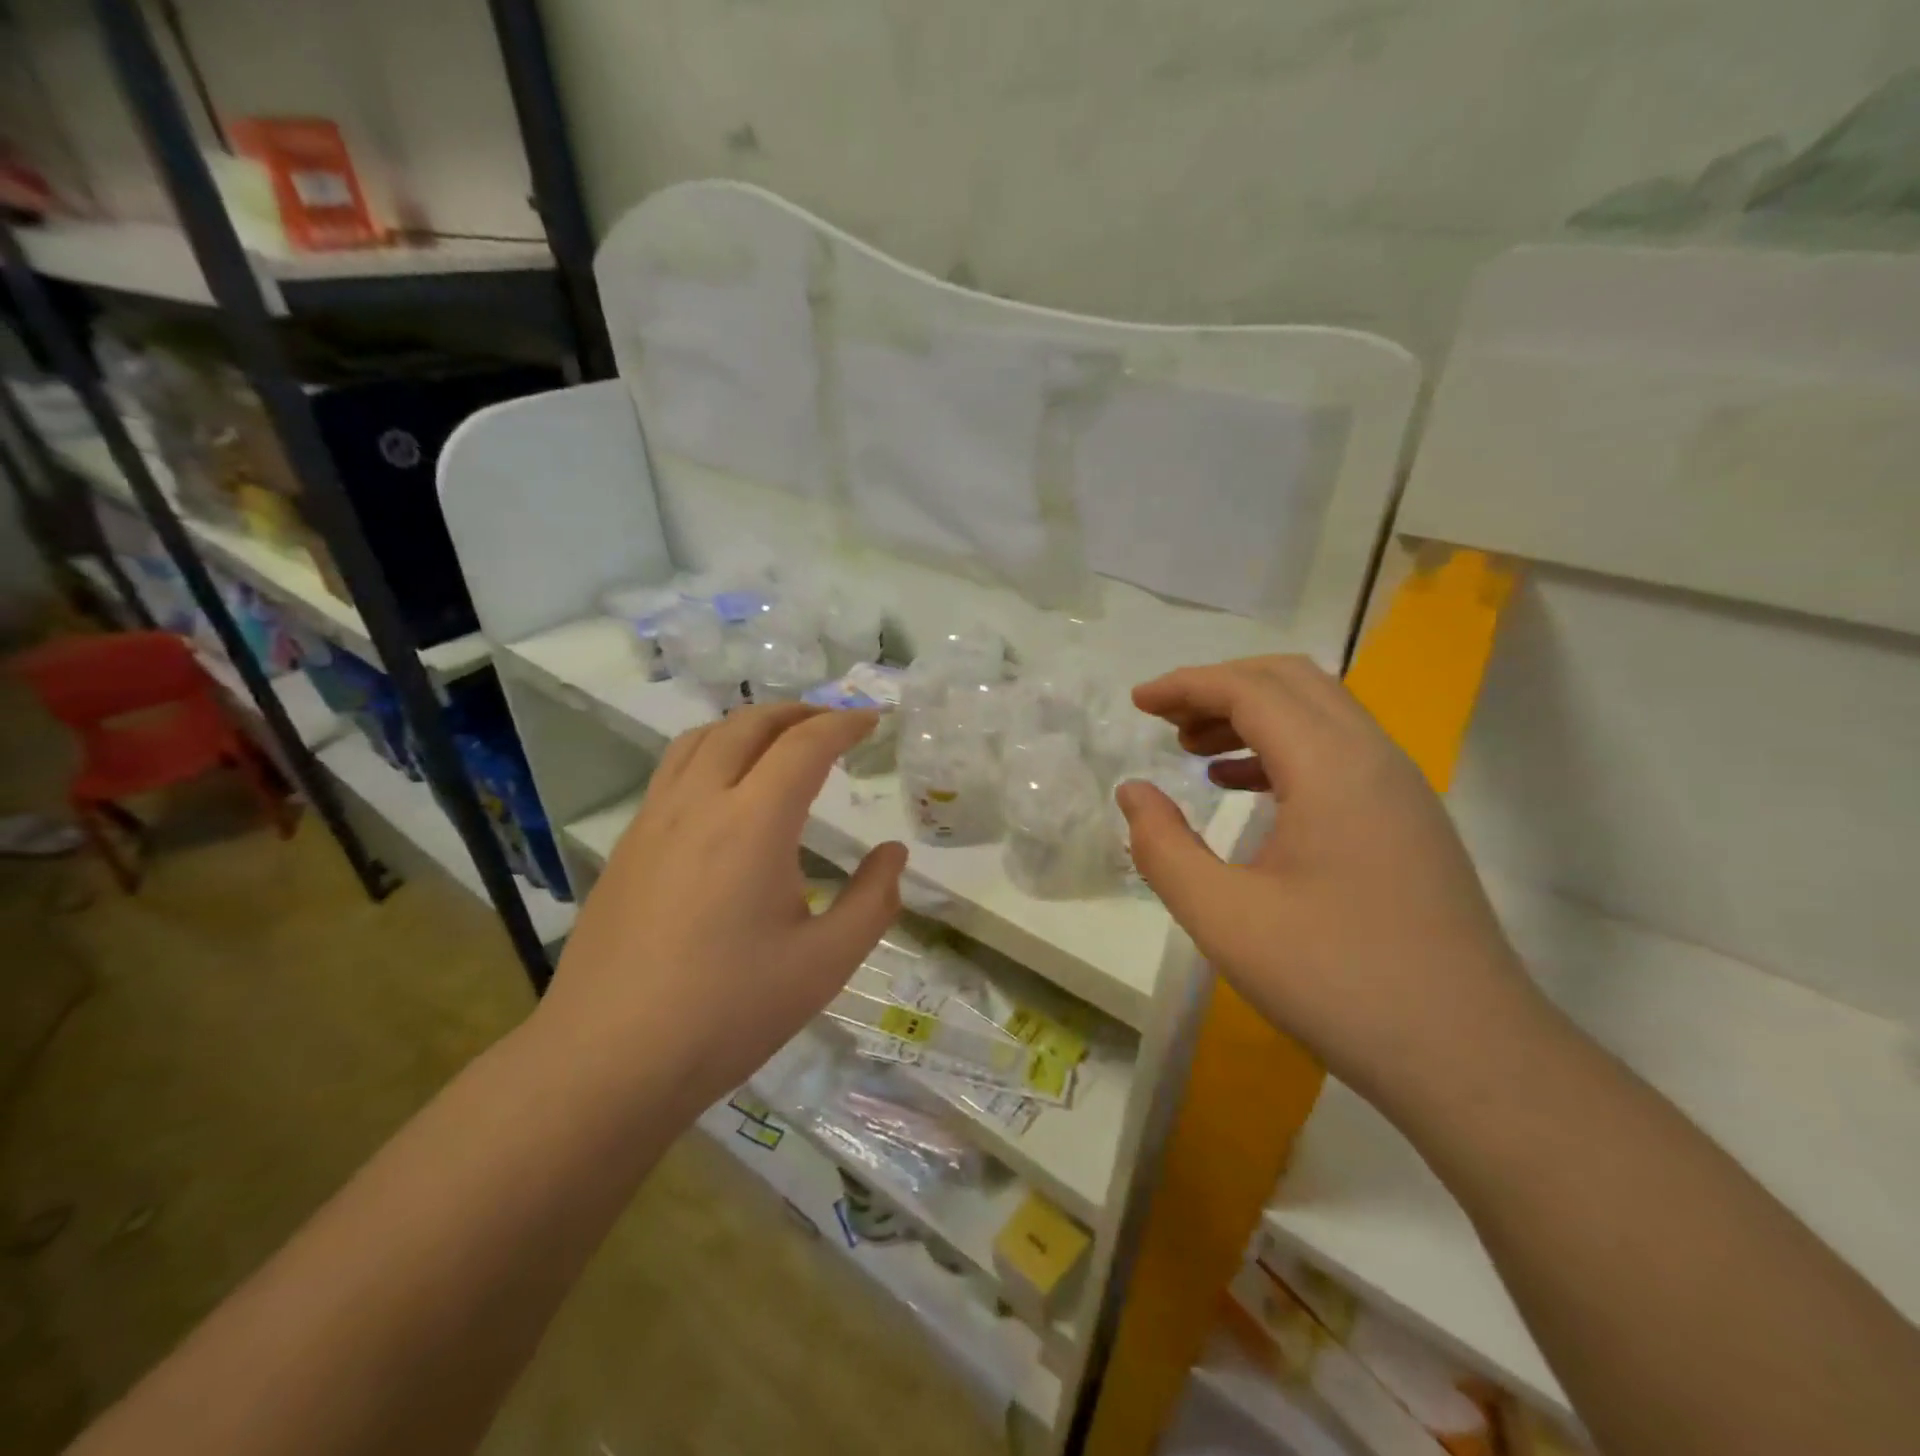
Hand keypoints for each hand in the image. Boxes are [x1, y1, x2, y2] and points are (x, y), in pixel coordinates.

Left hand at [540, 704, 905, 1108]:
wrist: (607, 1062)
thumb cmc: (728, 1013)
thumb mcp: (824, 964)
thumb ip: (872, 901)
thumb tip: (894, 854)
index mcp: (753, 824)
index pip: (805, 745)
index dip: (844, 723)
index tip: (873, 720)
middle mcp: (699, 804)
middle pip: (747, 725)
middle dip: (797, 712)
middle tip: (833, 722)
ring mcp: (653, 822)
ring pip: (700, 739)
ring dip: (748, 725)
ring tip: (779, 742)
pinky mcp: (626, 847)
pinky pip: (672, 771)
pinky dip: (711, 753)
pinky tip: (725, 794)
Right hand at [1116, 655, 1544, 1110]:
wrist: (1470, 1057)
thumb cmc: (1336, 981)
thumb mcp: (1223, 917)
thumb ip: (1163, 847)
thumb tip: (1134, 792)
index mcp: (1332, 767)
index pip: (1250, 690)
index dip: (1187, 685)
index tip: (1137, 702)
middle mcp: (1373, 758)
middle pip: (1291, 682)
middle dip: (1220, 687)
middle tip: (1165, 719)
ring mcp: (1400, 789)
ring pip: (1319, 713)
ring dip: (1252, 715)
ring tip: (1194, 750)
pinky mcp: (1408, 821)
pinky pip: (1338, 753)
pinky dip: (1282, 750)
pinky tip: (1243, 788)